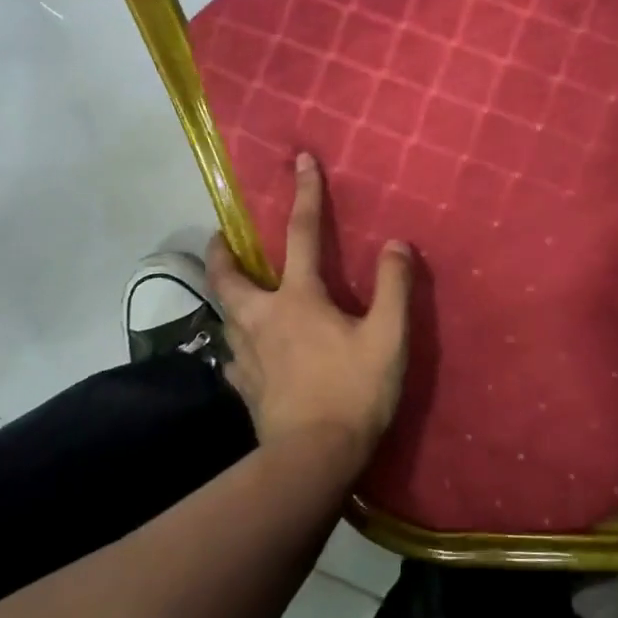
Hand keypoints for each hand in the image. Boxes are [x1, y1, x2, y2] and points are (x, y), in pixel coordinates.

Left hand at [207, 152, 412, 459]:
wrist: (314, 456)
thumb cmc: (354, 392)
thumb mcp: (388, 338)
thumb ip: (393, 288)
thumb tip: (396, 244)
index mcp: (298, 299)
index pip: (302, 234)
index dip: (305, 194)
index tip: (301, 161)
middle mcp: (262, 319)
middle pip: (229, 278)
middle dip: (222, 253)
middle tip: (221, 239)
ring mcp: (246, 355)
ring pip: (224, 316)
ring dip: (226, 297)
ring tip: (233, 293)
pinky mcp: (243, 387)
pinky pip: (231, 358)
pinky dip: (234, 346)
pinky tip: (242, 353)